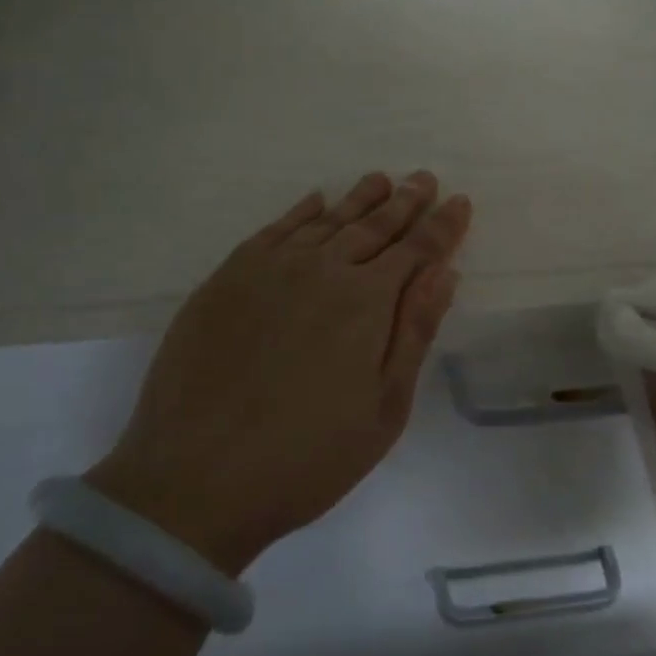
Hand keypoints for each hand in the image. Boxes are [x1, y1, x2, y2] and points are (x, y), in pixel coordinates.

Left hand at [89, 171, 471, 576]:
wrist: (195, 477)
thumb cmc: (306, 456)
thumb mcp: (383, 408)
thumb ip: (415, 331)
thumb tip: (444, 272)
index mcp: (366, 301)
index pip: (416, 250)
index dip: (442, 226)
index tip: (460, 201)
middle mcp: (322, 269)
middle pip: (373, 226)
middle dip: (405, 202)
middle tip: (424, 178)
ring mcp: (271, 269)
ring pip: (327, 221)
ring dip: (359, 199)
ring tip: (381, 179)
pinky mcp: (228, 277)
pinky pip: (275, 230)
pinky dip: (301, 211)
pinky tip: (316, 200)